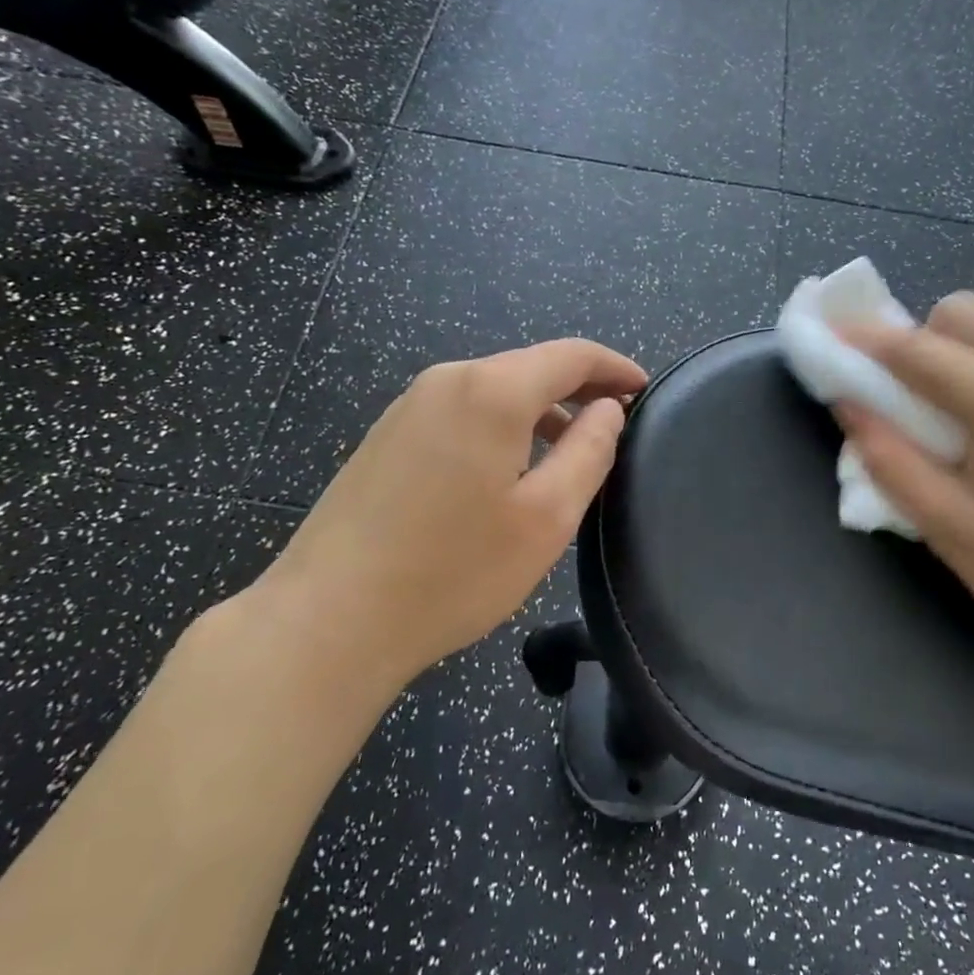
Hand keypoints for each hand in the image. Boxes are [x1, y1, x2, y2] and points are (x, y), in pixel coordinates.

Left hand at [253, 339, 648, 692]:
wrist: (328, 619)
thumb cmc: (453, 571)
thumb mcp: (546, 517)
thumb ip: (589, 451)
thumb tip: (607, 408)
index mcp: (492, 390)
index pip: (571, 355)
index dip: (614, 367)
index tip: (645, 391)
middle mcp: (448, 380)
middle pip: (530, 368)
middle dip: (578, 389)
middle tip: (615, 425)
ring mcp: (409, 406)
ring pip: (494, 390)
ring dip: (539, 411)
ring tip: (568, 453)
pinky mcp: (387, 435)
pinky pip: (462, 412)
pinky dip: (500, 425)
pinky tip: (507, 471)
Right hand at [840, 296, 973, 685]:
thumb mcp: (951, 531)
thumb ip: (890, 460)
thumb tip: (847, 404)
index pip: (915, 349)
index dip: (862, 339)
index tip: (829, 334)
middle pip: (964, 309)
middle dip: (922, 338)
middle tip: (912, 393)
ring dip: (970, 341)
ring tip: (967, 400)